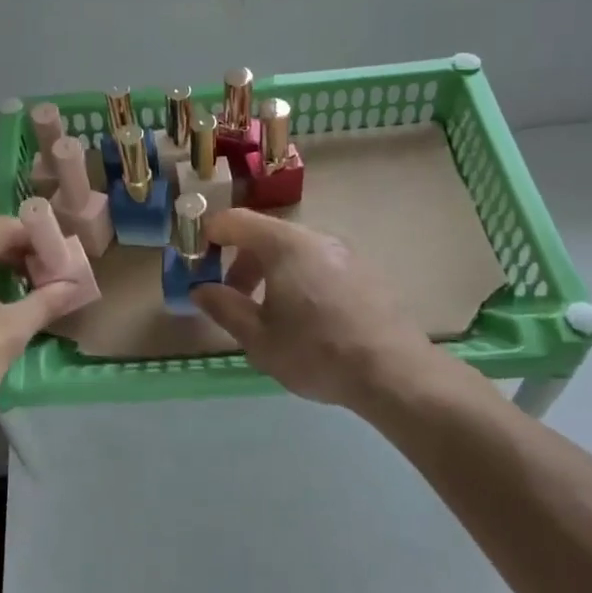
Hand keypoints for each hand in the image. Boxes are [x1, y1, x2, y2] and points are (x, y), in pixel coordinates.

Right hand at [191, 209, 441, 409]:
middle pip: (265, 235)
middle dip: (241, 263)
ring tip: (271, 315)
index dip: (209, 235)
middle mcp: (315, 237)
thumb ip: (224, 308)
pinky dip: (300, 279)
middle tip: (234, 300)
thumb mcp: (258, 338)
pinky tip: (309, 319)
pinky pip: (320, 264)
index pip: (235, 220)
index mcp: (284, 245)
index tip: (197, 263)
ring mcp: (345, 252)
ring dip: (271, 273)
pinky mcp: (366, 271)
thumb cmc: (316, 352)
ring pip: (294, 251)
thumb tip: (201, 289)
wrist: (394, 372)